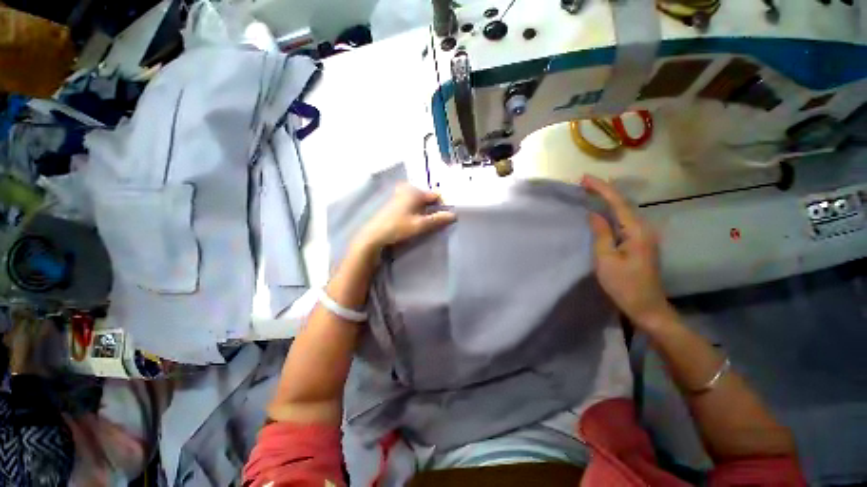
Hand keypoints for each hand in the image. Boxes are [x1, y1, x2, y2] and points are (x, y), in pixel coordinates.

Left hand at [354, 183, 455, 252]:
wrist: (374, 235)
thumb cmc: (398, 227)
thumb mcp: (421, 225)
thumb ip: (438, 219)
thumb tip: (454, 215)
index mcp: (415, 192)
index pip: (435, 196)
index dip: (442, 206)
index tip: (446, 217)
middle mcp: (407, 190)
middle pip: (427, 198)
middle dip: (433, 208)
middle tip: (436, 221)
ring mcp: (399, 196)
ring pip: (419, 201)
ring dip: (425, 210)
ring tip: (426, 223)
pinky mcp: (394, 203)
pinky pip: (411, 204)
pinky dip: (416, 210)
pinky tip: (415, 221)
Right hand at [582, 175, 673, 328]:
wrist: (647, 307)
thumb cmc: (624, 285)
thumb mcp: (606, 259)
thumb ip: (601, 234)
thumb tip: (594, 214)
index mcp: (637, 231)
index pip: (618, 203)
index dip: (601, 188)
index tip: (584, 178)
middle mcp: (644, 229)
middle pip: (623, 203)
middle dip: (604, 191)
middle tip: (584, 183)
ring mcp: (644, 236)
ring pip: (624, 212)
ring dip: (607, 200)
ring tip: (590, 193)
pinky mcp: (640, 243)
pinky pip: (624, 221)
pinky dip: (611, 212)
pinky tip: (602, 212)